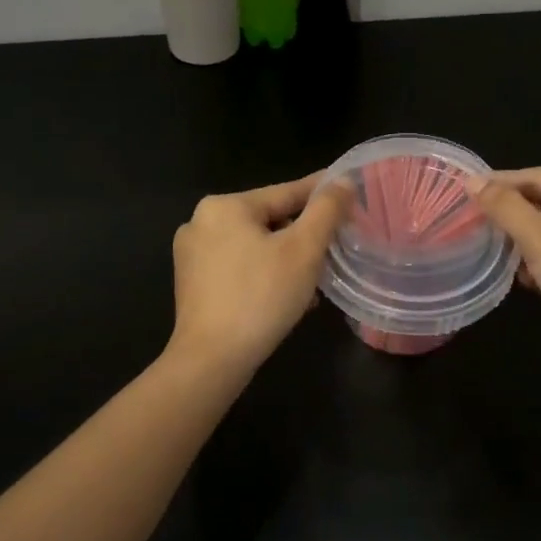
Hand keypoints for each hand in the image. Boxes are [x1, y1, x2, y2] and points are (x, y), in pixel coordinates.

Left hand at [167, 174, 350, 374]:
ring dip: (287, 259)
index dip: (321, 193)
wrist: (211, 360)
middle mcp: (201, 222)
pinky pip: (239, 267)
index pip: (286, 192)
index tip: (348, 189)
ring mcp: (192, 255)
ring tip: (316, 280)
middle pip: (269, 220)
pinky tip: (288, 297)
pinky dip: (265, 274)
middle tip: (335, 248)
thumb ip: (326, 210)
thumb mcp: (304, 250)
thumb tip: (343, 181)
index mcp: (225, 206)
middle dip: (303, 235)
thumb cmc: (261, 297)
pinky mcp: (193, 283)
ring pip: (255, 246)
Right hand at [469, 168, 540, 368]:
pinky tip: (527, 279)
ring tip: (497, 253)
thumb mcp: (538, 237)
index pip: (536, 176)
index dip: (499, 183)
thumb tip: (473, 180)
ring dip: (527, 241)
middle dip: (513, 215)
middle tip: (478, 224)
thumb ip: (504, 207)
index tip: (467, 192)